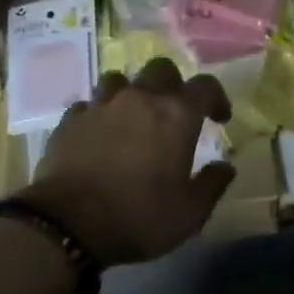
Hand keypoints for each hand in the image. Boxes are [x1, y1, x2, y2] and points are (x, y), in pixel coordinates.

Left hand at [21, 58, 235, 266]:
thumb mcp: (188, 214)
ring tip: (130, 117)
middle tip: (173, 112)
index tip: (219, 118)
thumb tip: (226, 167)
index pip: (205, 86)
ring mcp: (102, 105)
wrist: (67, 224)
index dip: (217, 97)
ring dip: (130, 93)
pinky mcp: (71, 119)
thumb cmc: (138, 217)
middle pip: (161, 69)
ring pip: (120, 79)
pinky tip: (97, 134)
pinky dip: (97, 115)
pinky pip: (88, 105)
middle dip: (172, 84)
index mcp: (176, 115)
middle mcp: (141, 98)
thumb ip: (212, 185)